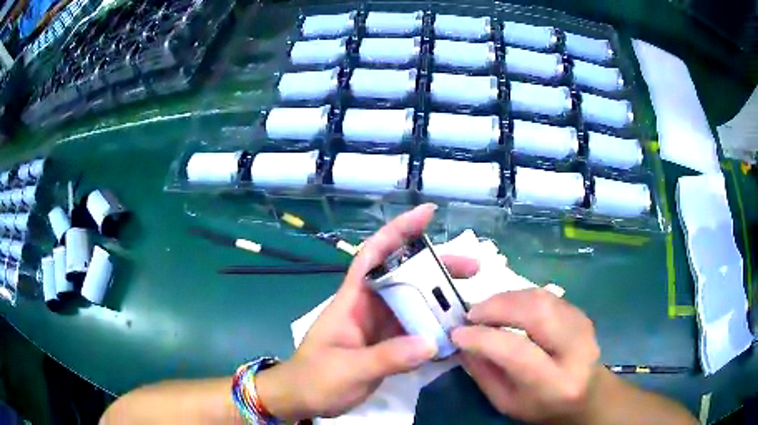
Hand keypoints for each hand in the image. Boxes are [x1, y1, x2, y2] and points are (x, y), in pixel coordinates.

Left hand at [256, 204, 478, 419]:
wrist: (303, 399)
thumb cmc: (315, 378)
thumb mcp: (347, 369)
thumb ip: (387, 357)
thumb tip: (432, 342)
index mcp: (353, 301)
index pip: (374, 255)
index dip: (398, 231)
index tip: (427, 214)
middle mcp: (370, 307)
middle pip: (405, 276)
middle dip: (436, 266)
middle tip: (472, 268)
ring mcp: (381, 326)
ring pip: (415, 302)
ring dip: (441, 298)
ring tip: (471, 301)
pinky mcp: (389, 345)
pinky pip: (416, 328)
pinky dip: (436, 327)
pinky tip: (456, 331)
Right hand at [451, 289, 600, 423]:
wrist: (586, 395)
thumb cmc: (542, 407)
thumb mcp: (507, 402)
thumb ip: (484, 373)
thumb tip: (462, 341)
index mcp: (556, 383)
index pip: (518, 352)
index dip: (483, 338)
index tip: (457, 332)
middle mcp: (576, 349)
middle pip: (537, 312)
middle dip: (497, 307)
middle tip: (471, 314)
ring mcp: (583, 325)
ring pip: (541, 297)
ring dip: (506, 298)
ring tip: (485, 310)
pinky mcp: (581, 312)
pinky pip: (546, 295)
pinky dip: (520, 297)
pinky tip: (506, 308)